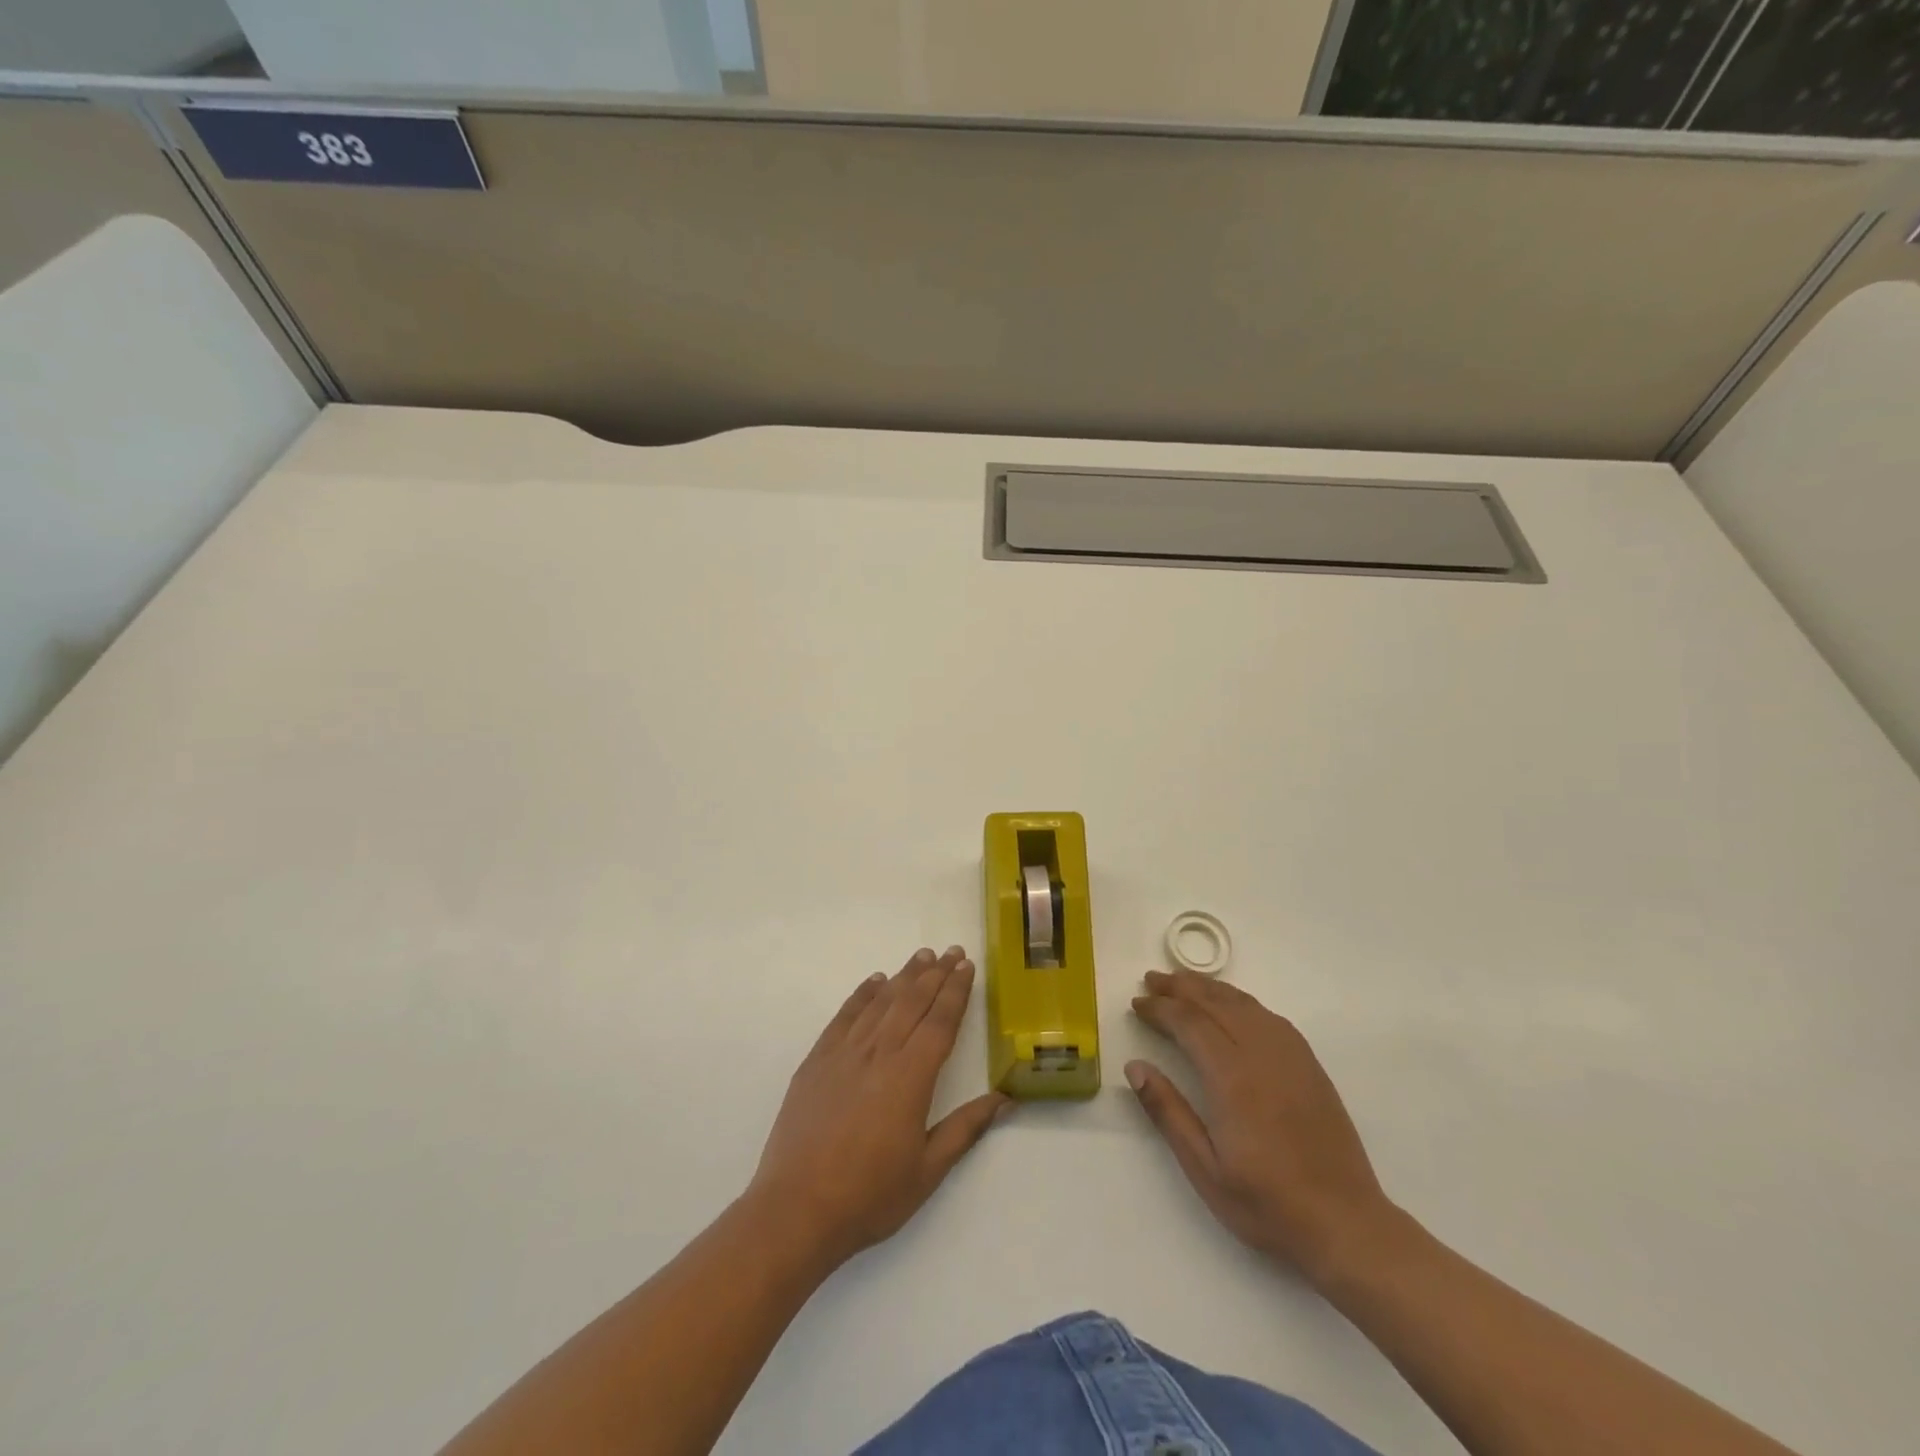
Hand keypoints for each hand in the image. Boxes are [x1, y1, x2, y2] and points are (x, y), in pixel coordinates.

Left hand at [747, 946, 1008, 1269]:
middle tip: (951, 952)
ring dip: (903, 976)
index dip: (956, 992)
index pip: (940, 1022)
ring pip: (880, 1002)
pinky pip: (845, 1016)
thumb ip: (966, 1128)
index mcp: (911, 1077)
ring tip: (921, 957)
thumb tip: (1005, 1099)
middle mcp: (879, 1053)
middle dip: (935, 974)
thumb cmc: (869, 1195)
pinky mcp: (817, 1060)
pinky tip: (874, 982)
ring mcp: (844, 1053)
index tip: (966, 967)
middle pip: (912, 1002)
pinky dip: (862, 994)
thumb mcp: (928, 1170)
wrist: (796, 1209)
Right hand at [1128, 969, 1392, 1283]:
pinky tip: (1233, 1006)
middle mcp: (1262, 1055)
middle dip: (1180, 988)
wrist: (1346, 1225)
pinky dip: (1242, 1001)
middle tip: (1152, 980)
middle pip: (1216, 1004)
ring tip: (1184, 983)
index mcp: (1232, 1078)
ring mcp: (1292, 1058)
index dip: (1160, 1008)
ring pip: (1245, 1005)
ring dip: (1211, 989)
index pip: (1189, 1023)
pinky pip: (1270, 1017)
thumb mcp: (1205, 1169)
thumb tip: (1135, 1067)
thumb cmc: (1267, 1203)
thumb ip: (1168, 1112)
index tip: (1137, 1004)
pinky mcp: (1310, 1067)